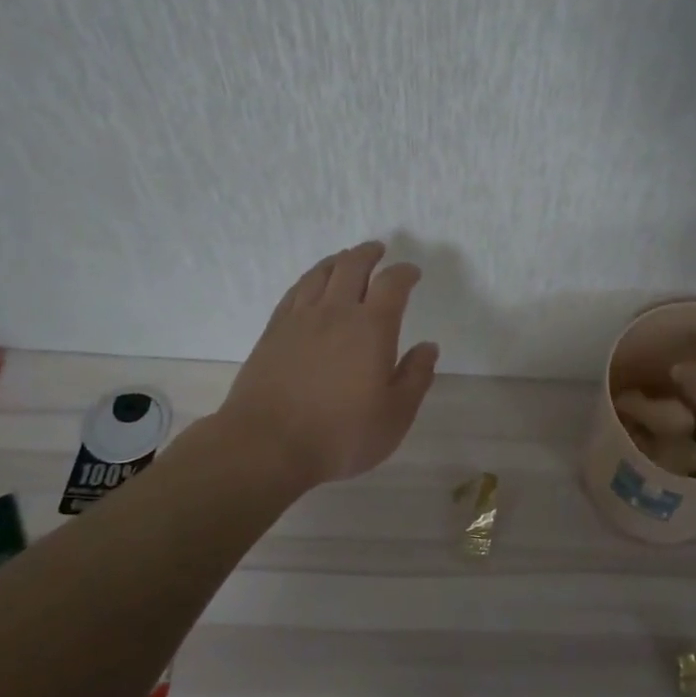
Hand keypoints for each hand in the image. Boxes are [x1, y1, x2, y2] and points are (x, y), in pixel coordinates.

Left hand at [213, 241, 438, 491]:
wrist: (267, 446)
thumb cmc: (341, 435)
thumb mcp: (395, 416)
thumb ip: (416, 378)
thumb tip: (428, 347)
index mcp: (371, 328)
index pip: (392, 284)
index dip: (405, 273)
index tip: (412, 272)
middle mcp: (335, 313)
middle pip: (352, 266)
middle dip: (369, 254)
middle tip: (379, 250)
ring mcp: (299, 320)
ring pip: (320, 274)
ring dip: (338, 260)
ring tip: (346, 259)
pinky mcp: (273, 332)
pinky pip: (294, 292)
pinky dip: (309, 279)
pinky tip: (311, 285)